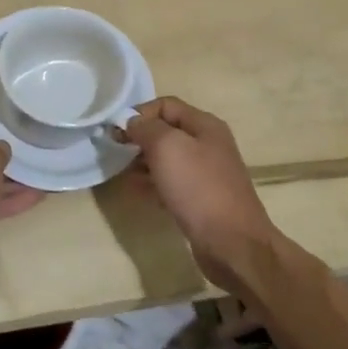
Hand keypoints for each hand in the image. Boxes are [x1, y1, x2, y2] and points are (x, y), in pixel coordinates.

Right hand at [122, 96, 275, 293]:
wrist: (232, 244)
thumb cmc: (199, 188)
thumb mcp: (167, 147)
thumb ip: (146, 128)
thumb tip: (131, 121)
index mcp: (205, 125)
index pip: (165, 105)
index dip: (139, 113)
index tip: (116, 131)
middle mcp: (207, 145)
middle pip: (166, 131)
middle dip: (139, 138)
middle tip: (115, 152)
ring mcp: (205, 174)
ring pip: (166, 159)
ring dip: (142, 162)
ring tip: (121, 172)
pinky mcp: (200, 199)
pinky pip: (170, 183)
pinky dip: (152, 183)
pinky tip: (136, 191)